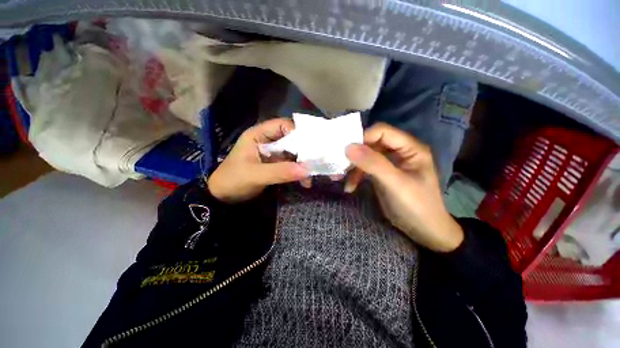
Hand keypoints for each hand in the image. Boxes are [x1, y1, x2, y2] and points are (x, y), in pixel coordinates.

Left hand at [208, 118, 307, 202]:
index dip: (297, 132)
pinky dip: (298, 172)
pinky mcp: (275, 165)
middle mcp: (267, 141)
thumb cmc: (233, 181)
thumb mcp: (255, 175)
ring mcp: (272, 154)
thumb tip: (306, 170)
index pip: (282, 125)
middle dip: (303, 151)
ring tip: (310, 176)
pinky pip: (291, 165)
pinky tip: (305, 181)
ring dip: (302, 164)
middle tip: (316, 161)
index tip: (311, 145)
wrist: (223, 198)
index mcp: (258, 135)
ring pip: (293, 153)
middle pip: (291, 140)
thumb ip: (280, 171)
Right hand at [345, 123, 462, 251]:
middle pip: (372, 144)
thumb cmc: (416, 206)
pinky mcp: (382, 174)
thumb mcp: (395, 184)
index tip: (347, 152)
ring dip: (353, 168)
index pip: (382, 132)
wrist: (424, 231)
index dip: (363, 138)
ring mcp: (390, 163)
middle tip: (341, 167)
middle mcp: (400, 151)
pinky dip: (356, 176)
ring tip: (342, 181)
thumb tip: (348, 147)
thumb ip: (373, 164)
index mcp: (410, 148)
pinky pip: (365, 169)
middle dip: (355, 155)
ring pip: (366, 157)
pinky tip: (350, 187)